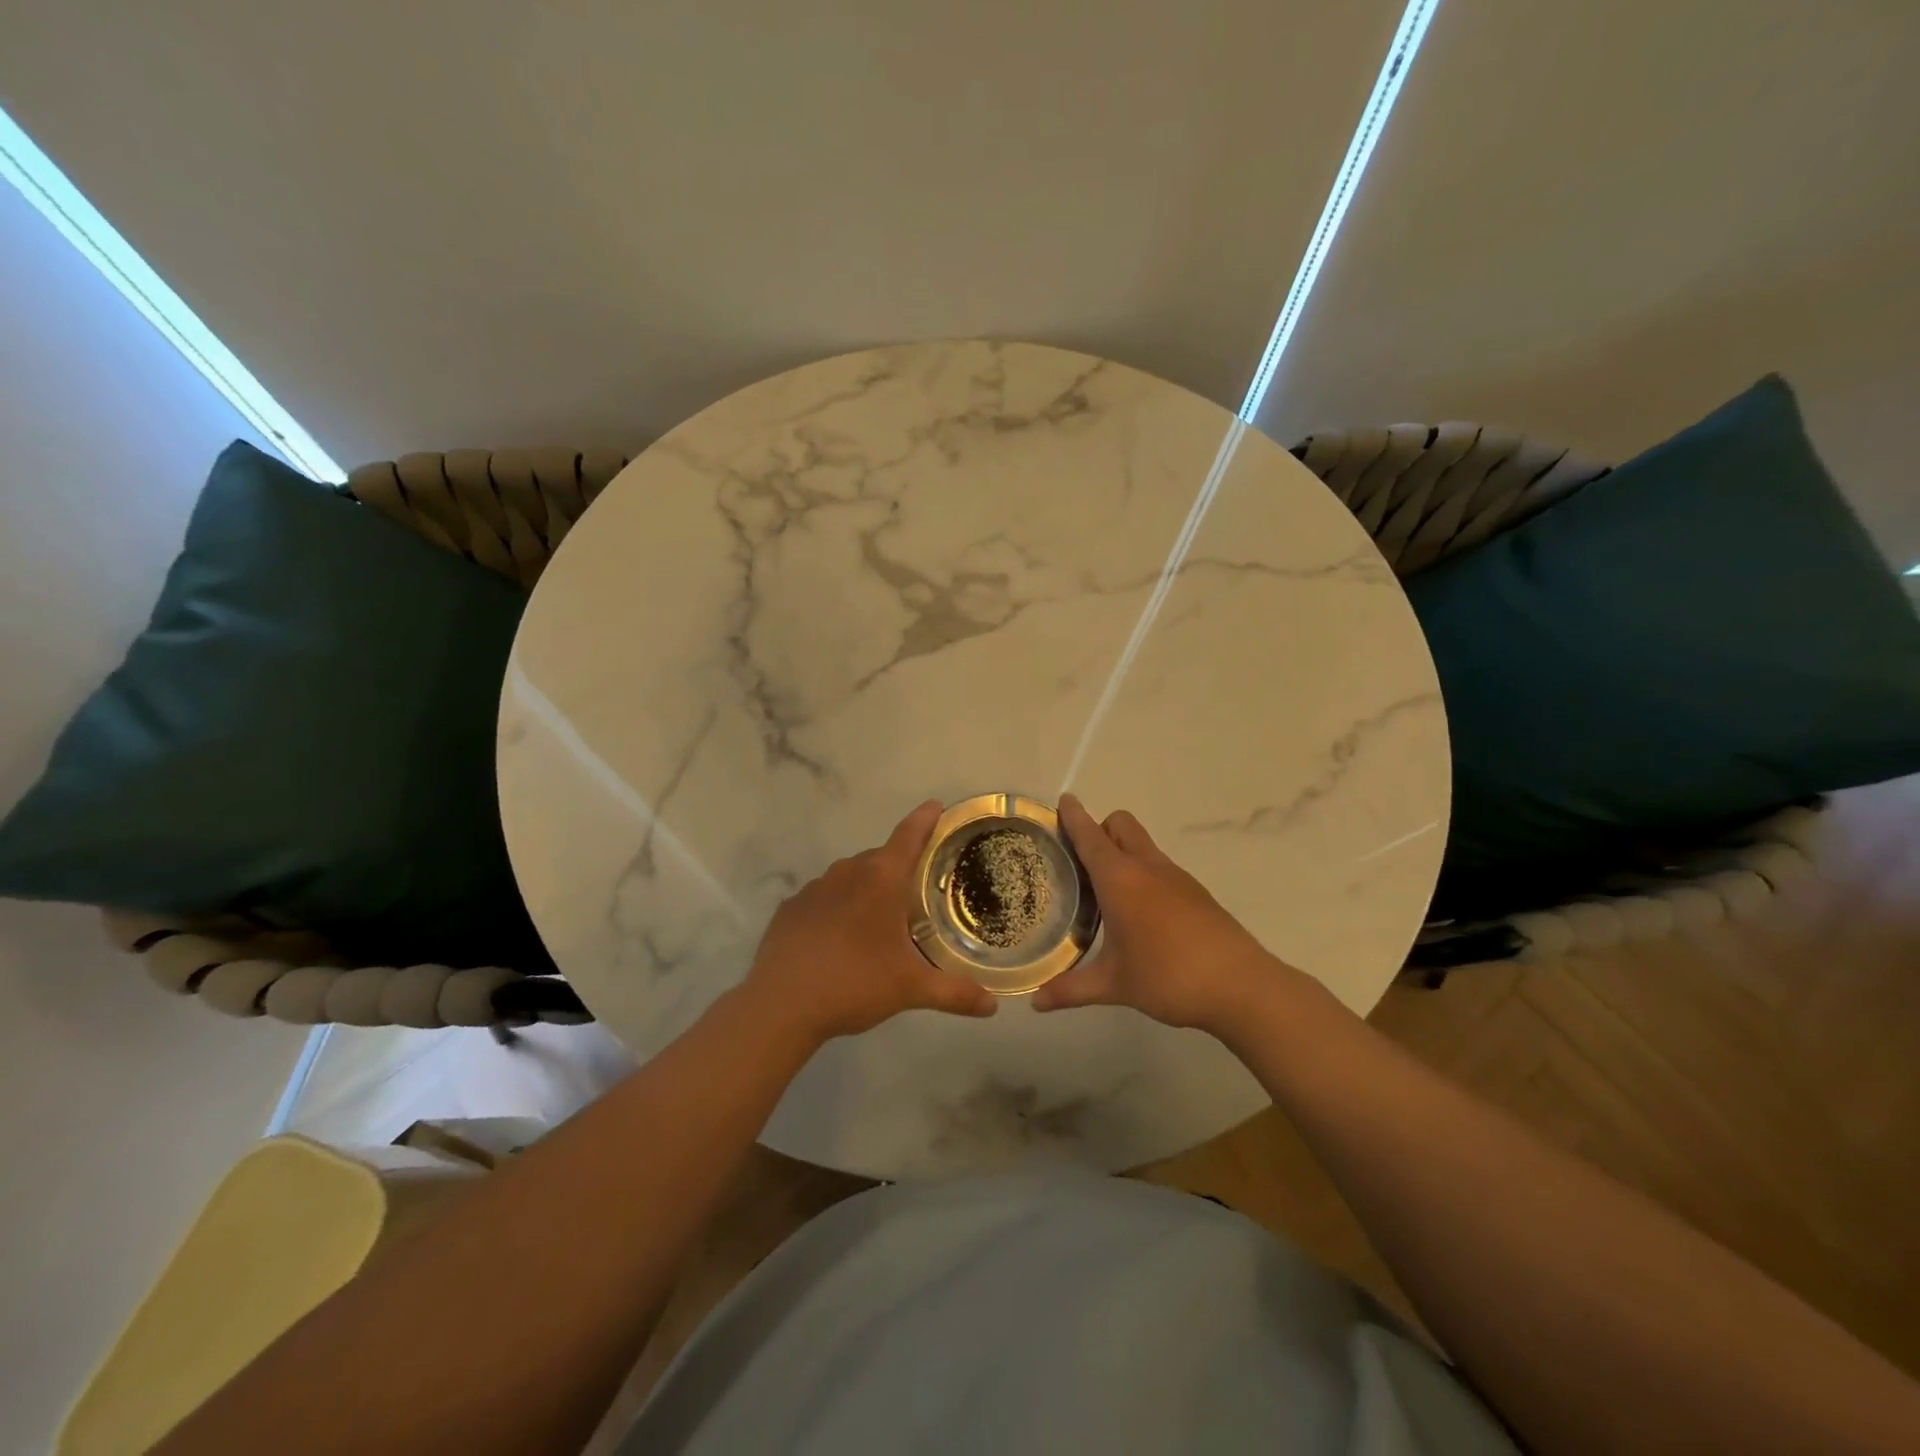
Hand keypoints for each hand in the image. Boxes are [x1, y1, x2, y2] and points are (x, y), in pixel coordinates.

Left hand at [742, 800, 998, 1043]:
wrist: (781, 1004)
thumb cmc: (854, 983)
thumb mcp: (910, 989)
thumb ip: (954, 993)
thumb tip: (992, 1006)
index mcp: (881, 879)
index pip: (909, 835)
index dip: (925, 819)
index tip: (936, 805)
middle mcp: (847, 872)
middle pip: (881, 859)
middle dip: (899, 869)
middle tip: (916, 892)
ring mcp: (814, 888)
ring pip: (849, 877)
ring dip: (866, 889)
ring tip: (878, 920)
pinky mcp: (790, 908)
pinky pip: (823, 898)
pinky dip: (836, 908)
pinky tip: (838, 938)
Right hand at [1032, 794, 1295, 1032]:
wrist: (1241, 986)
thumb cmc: (1168, 976)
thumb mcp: (1114, 985)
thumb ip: (1071, 990)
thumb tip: (1034, 1002)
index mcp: (1120, 879)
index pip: (1090, 836)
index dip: (1074, 816)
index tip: (1062, 800)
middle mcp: (1147, 867)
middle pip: (1120, 824)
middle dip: (1099, 828)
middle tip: (1079, 859)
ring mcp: (1176, 877)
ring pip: (1142, 845)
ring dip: (1122, 852)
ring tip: (1104, 890)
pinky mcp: (1196, 893)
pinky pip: (1160, 867)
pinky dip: (1143, 874)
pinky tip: (1139, 913)